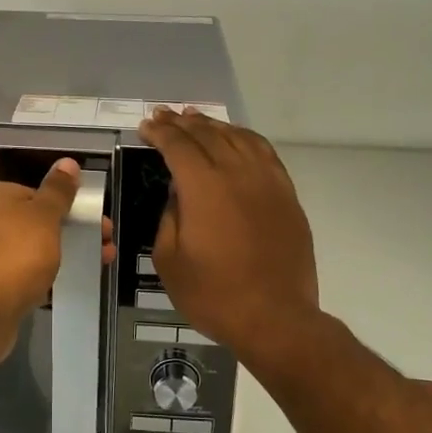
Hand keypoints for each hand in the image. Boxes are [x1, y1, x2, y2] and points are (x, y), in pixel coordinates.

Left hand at [0, 159, 112, 364]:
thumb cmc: (17, 252)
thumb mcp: (45, 215)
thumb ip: (58, 190)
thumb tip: (68, 163)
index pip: (33, 193)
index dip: (66, 206)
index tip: (93, 220)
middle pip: (34, 222)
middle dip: (71, 233)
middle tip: (105, 246)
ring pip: (30, 250)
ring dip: (62, 256)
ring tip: (96, 265)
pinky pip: (20, 276)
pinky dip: (42, 278)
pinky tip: (64, 286)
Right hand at [137, 109, 320, 366]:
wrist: (276, 318)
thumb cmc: (214, 294)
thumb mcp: (169, 260)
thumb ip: (168, 216)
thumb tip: (178, 193)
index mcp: (204, 187)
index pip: (178, 145)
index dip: (159, 132)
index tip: (145, 126)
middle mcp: (237, 173)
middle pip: (207, 135)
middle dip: (181, 122)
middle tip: (163, 114)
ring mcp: (267, 181)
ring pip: (237, 137)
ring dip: (213, 125)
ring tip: (195, 118)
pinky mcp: (286, 194)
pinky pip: (264, 152)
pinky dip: (244, 138)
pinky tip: (235, 138)